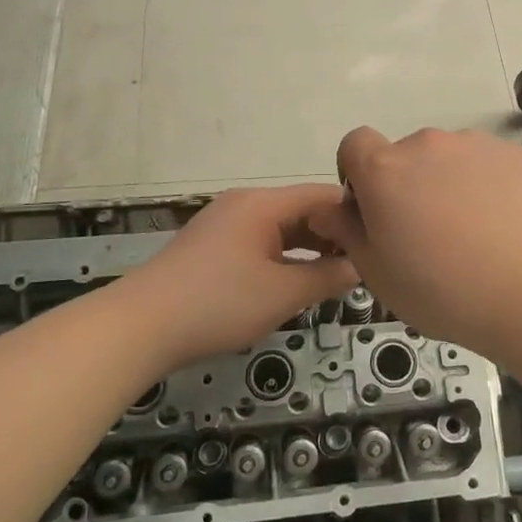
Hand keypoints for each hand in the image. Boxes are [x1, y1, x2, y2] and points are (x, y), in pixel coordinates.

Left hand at [112, 184, 358, 367]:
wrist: (141, 326)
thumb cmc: (218, 303)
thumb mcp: (282, 294)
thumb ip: (327, 278)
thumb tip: (360, 266)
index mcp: (263, 203)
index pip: (322, 195)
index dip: (354, 214)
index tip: (380, 239)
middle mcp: (245, 203)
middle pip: (301, 209)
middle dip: (333, 234)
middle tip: (363, 263)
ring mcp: (225, 223)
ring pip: (280, 227)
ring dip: (308, 248)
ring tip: (336, 275)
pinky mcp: (211, 245)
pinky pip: (260, 240)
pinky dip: (283, 256)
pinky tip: (295, 280)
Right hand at [306, 127, 521, 350]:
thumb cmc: (443, 291)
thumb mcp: (378, 274)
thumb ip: (347, 232)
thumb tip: (330, 208)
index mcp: (384, 171)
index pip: (355, 144)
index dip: (358, 173)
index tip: (374, 210)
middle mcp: (426, 144)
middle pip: (404, 155)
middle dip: (407, 184)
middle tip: (427, 234)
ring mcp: (474, 144)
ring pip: (447, 159)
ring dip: (447, 182)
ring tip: (472, 232)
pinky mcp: (514, 153)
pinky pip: (486, 163)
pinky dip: (486, 184)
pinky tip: (503, 224)